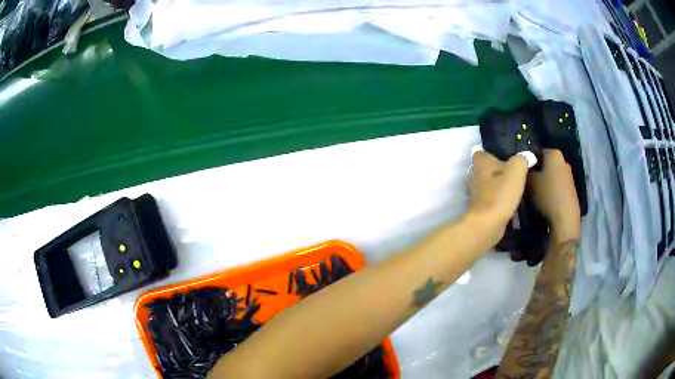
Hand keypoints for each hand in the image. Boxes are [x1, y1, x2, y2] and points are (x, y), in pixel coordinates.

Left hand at [468, 151, 528, 241]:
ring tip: (517, 185)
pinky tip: (512, 200)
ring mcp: (476, 192)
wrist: (487, 224)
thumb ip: (522, 159)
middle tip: (516, 170)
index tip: (507, 153)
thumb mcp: (516, 170)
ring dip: (500, 184)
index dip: (493, 150)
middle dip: (499, 168)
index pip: (482, 150)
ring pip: (490, 183)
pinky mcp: (480, 206)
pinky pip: (492, 197)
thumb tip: (528, 155)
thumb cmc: (500, 193)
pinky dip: (500, 198)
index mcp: (480, 161)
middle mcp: (474, 174)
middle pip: (488, 167)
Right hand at [528, 149, 580, 240]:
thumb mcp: (530, 182)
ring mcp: (568, 175)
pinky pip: (556, 185)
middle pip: (544, 164)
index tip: (520, 172)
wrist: (565, 218)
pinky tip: (543, 201)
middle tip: (525, 183)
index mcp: (554, 154)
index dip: (527, 161)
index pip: (536, 152)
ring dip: (542, 182)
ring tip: (533, 193)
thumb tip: (523, 167)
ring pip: (550, 175)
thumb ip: (525, 171)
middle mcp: (563, 161)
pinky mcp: (570, 189)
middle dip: (536, 172)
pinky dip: (549, 190)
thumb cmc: (547, 195)